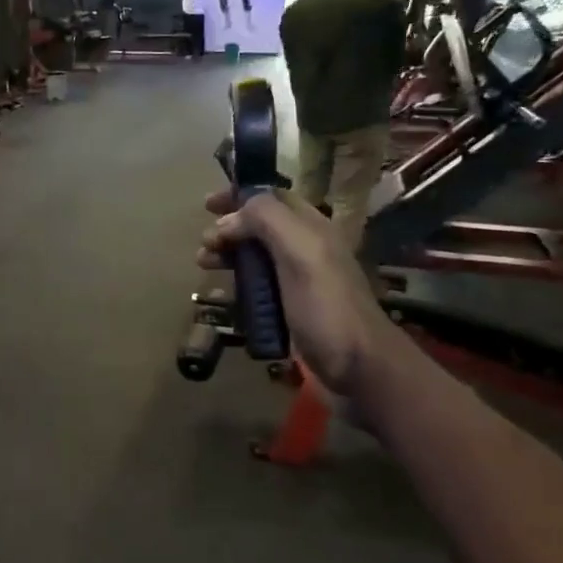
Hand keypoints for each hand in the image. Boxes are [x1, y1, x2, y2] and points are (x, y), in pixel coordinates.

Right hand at [198, 186, 394, 415]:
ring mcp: (298, 281)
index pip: (273, 197)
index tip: (207, 204)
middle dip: (229, 227)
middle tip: (204, 243)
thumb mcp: (301, 253)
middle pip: (261, 226)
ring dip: (229, 254)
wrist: (358, 368)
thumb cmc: (327, 307)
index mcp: (312, 228)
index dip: (240, 194)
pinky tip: (224, 293)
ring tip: (204, 264)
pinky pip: (259, 287)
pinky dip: (238, 283)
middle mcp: (306, 249)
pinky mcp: (290, 310)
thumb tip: (229, 218)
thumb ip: (267, 221)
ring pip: (257, 256)